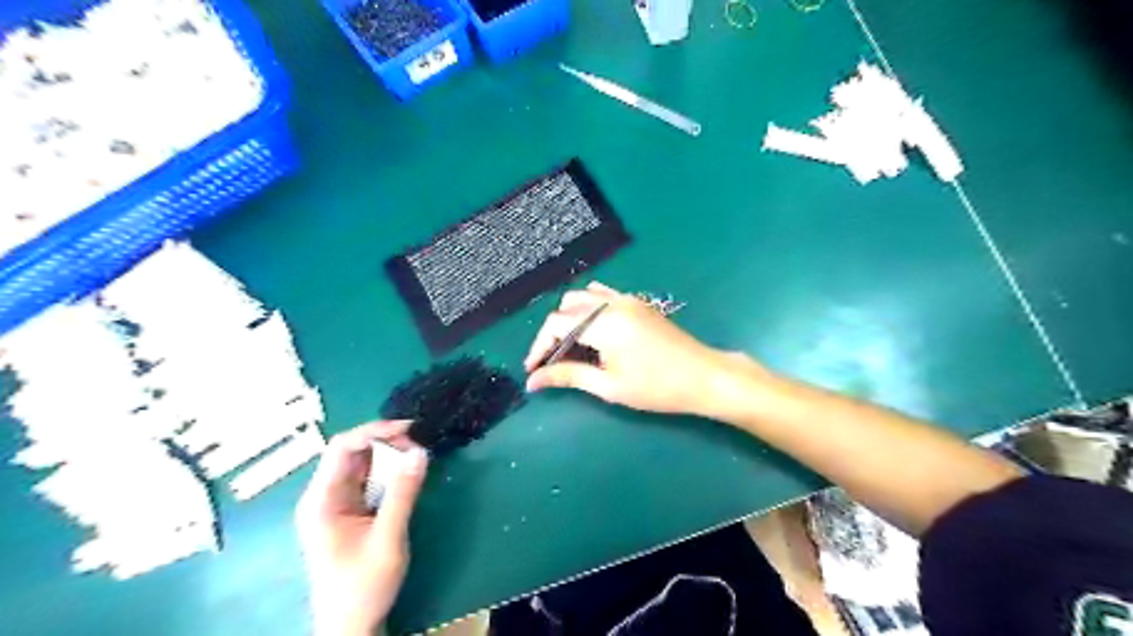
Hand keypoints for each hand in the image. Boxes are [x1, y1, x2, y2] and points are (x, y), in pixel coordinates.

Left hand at [296, 419, 429, 632]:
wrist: (351, 627)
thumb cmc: (363, 586)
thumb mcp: (388, 539)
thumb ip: (403, 494)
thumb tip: (420, 451)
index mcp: (321, 500)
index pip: (342, 448)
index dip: (374, 431)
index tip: (409, 430)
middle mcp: (324, 496)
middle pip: (352, 452)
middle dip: (386, 442)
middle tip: (419, 446)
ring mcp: (336, 504)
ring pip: (362, 464)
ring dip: (389, 455)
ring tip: (417, 455)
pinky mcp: (350, 512)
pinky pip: (369, 480)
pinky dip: (389, 471)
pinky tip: (407, 472)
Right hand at [525, 284, 759, 417]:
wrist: (703, 376)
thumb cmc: (657, 388)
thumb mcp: (609, 386)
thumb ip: (569, 376)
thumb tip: (533, 381)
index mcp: (604, 323)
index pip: (556, 324)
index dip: (539, 346)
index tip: (533, 370)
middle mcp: (612, 303)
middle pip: (566, 307)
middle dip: (552, 333)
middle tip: (551, 361)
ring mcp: (627, 299)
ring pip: (583, 296)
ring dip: (569, 318)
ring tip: (570, 347)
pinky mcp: (637, 302)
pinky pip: (603, 295)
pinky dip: (588, 308)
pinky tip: (592, 332)